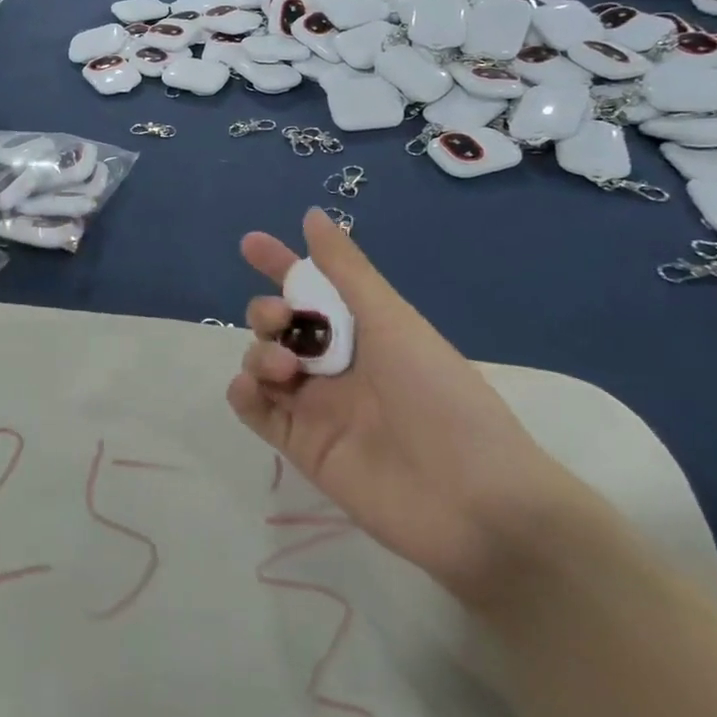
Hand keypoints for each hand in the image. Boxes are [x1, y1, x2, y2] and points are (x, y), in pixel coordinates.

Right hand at [230, 209, 574, 606]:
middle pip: (279, 325)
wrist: (472, 501)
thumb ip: (346, 270)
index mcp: (363, 331)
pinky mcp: (301, 446)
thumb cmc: (439, 396)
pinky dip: (244, 392)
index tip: (250, 244)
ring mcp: (316, 406)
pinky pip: (256, 410)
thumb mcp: (392, 321)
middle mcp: (336, 365)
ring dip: (259, 351)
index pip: (312, 288)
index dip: (281, 264)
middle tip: (281, 319)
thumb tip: (312, 215)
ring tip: (284, 369)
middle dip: (267, 311)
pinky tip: (253, 387)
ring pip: (262, 362)